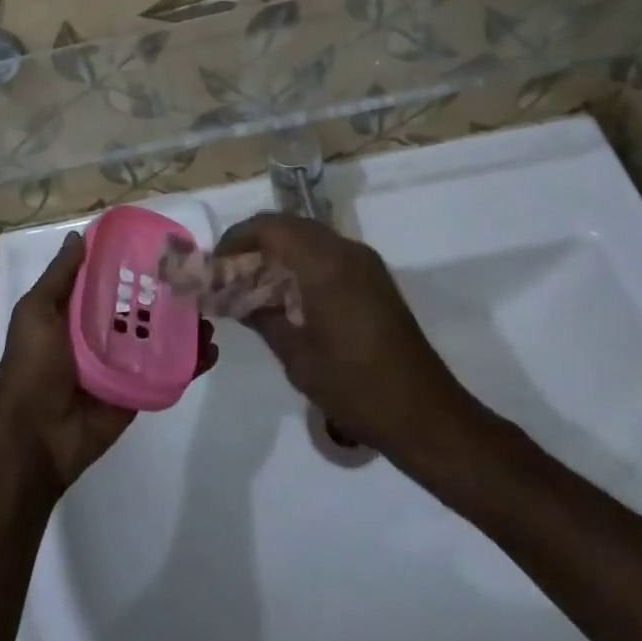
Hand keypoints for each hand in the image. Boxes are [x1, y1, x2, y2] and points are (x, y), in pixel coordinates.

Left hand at [0, 230, 217, 495]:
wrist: (36, 438)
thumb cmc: (32, 368)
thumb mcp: (36, 312)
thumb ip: (60, 277)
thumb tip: (79, 236)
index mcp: (77, 313)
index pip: (109, 280)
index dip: (131, 263)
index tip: (160, 245)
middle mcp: (102, 333)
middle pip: (140, 306)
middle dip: (167, 293)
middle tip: (196, 277)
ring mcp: (123, 363)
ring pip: (160, 336)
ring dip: (185, 324)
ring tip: (209, 312)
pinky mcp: (139, 389)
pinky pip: (168, 371)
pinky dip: (191, 361)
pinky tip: (210, 349)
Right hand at [213, 214, 469, 461]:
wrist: (425, 415)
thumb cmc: (355, 387)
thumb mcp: (296, 355)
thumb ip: (262, 315)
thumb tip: (233, 295)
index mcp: (325, 263)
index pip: (270, 227)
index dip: (238, 238)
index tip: (216, 262)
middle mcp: (346, 250)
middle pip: (289, 226)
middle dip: (256, 242)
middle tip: (230, 272)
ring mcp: (364, 262)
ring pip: (309, 237)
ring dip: (279, 251)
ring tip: (254, 283)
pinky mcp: (374, 278)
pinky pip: (328, 253)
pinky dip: (302, 261)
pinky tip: (289, 294)